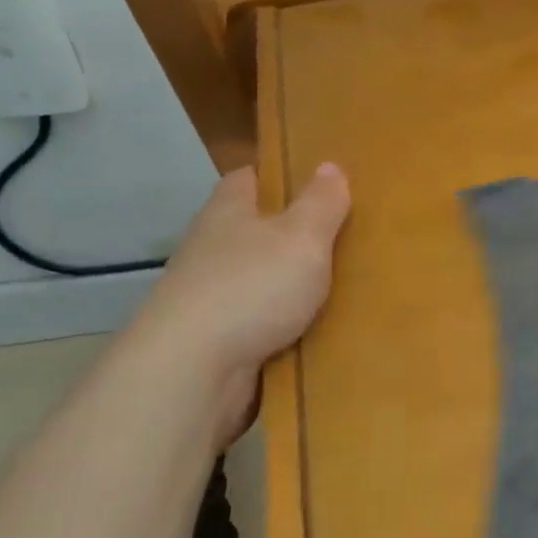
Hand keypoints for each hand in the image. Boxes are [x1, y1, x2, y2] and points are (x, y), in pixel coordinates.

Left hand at [129, 164, 350, 439]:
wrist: (192, 371)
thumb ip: (321, 203)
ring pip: (259, 277)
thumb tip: (330, 166)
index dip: (282, 176)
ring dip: (290, 282)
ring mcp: (209, 295)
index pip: (249, 177)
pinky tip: (318, 328)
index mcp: (227, 212)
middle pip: (256, 229)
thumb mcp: (302, 237)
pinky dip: (284, 323)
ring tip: (342, 284)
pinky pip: (259, 320)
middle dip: (293, 232)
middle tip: (345, 235)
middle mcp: (212, 248)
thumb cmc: (251, 288)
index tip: (319, 181)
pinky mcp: (215, 338)